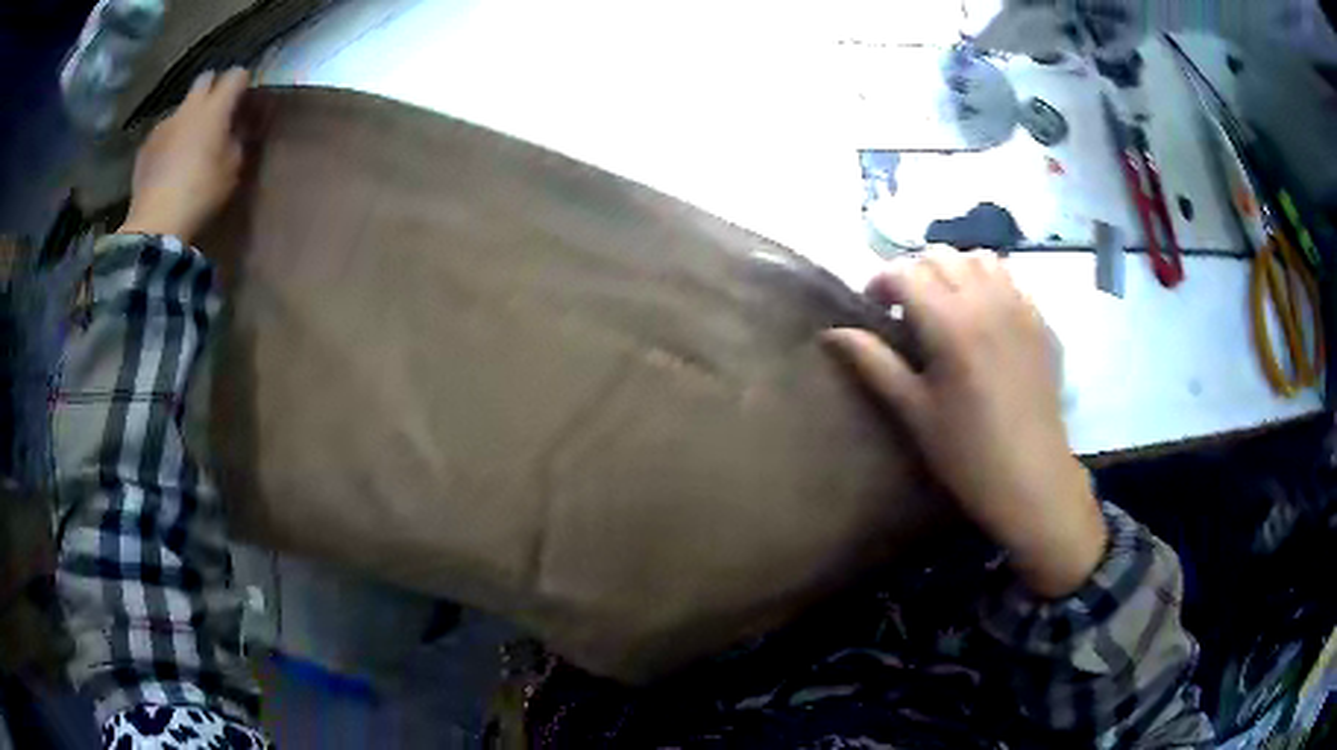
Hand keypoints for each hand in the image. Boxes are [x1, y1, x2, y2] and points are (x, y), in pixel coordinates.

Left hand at [116, 68, 249, 243]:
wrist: (156, 223)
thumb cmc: (201, 193)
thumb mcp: (232, 169)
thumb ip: (237, 140)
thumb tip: (236, 128)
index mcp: (215, 107)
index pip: (236, 75)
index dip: (243, 82)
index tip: (246, 97)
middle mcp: (189, 107)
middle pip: (205, 80)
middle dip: (213, 88)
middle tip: (217, 111)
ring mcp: (164, 125)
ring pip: (182, 108)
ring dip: (188, 117)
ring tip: (189, 143)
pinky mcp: (146, 146)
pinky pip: (163, 133)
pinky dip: (170, 140)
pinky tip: (169, 163)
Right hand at [825, 249, 1106, 597]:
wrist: (1032, 478)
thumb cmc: (967, 453)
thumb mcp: (914, 412)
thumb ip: (875, 363)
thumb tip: (832, 333)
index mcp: (950, 323)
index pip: (906, 272)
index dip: (881, 282)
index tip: (875, 309)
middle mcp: (986, 300)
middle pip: (940, 256)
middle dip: (915, 273)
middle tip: (907, 311)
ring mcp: (1019, 306)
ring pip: (978, 258)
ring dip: (954, 270)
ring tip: (947, 305)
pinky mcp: (1041, 321)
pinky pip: (1010, 278)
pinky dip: (988, 281)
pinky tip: (984, 317)